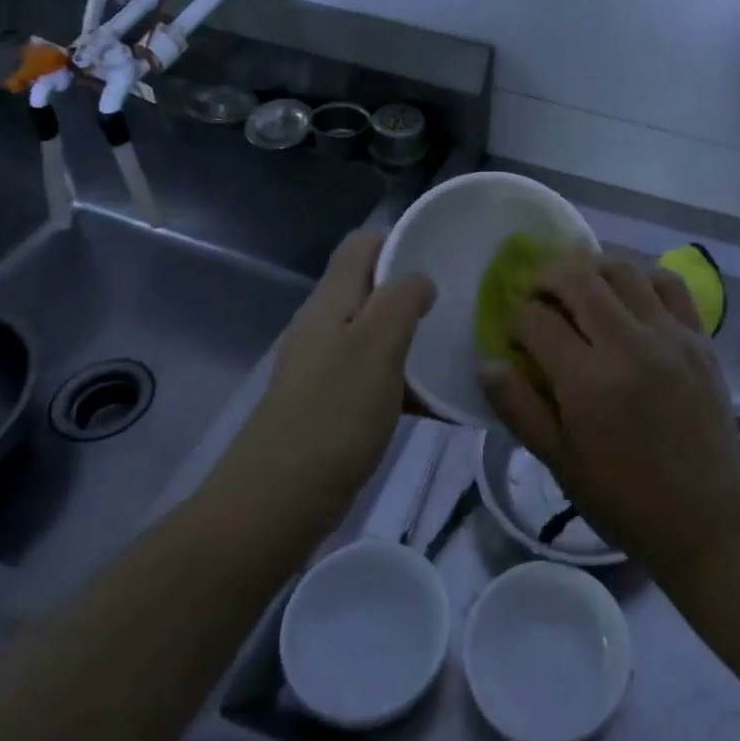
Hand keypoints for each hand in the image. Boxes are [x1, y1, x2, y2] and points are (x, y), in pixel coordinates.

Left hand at [223, 230, 435, 529]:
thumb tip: (420, 279)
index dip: (400, 240)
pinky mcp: (332, 404)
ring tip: (458, 347)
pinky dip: (406, 382)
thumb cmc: (334, 413)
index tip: (443, 253)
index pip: (363, 245)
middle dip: (414, 291)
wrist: (278, 500)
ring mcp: (326, 366)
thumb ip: (401, 300)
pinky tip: (440, 402)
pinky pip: (376, 378)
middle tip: (461, 302)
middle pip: (372, 289)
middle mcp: (325, 325)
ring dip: (414, 338)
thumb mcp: (376, 345)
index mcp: (331, 300)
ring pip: (377, 335)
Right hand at [478, 254, 739, 582]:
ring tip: (577, 281)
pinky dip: (642, 275)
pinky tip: (627, 289)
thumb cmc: (624, 498)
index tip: (513, 332)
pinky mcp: (699, 337)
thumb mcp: (560, 462)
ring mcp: (670, 336)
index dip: (515, 319)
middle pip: (578, 279)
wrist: (706, 517)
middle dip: (546, 277)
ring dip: (591, 266)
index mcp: (589, 383)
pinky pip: (669, 282)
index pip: (538, 321)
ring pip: (623, 269)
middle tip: (536, 292)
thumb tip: (487, 362)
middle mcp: (630, 346)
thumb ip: (519, 408)